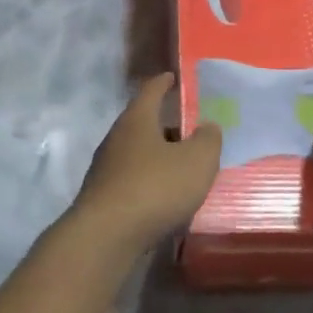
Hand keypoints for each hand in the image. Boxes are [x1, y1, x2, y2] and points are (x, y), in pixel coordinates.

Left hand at [69, 74, 222, 254]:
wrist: (107, 236)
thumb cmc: (155, 188)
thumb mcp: (197, 161)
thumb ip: (208, 140)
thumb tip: (208, 126)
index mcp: (137, 120)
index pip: (150, 91)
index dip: (163, 82)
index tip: (172, 76)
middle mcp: (116, 139)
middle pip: (143, 123)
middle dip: (166, 125)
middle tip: (190, 130)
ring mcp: (105, 169)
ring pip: (138, 153)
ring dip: (158, 156)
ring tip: (183, 166)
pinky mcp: (103, 197)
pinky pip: (133, 180)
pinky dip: (150, 181)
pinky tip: (165, 196)